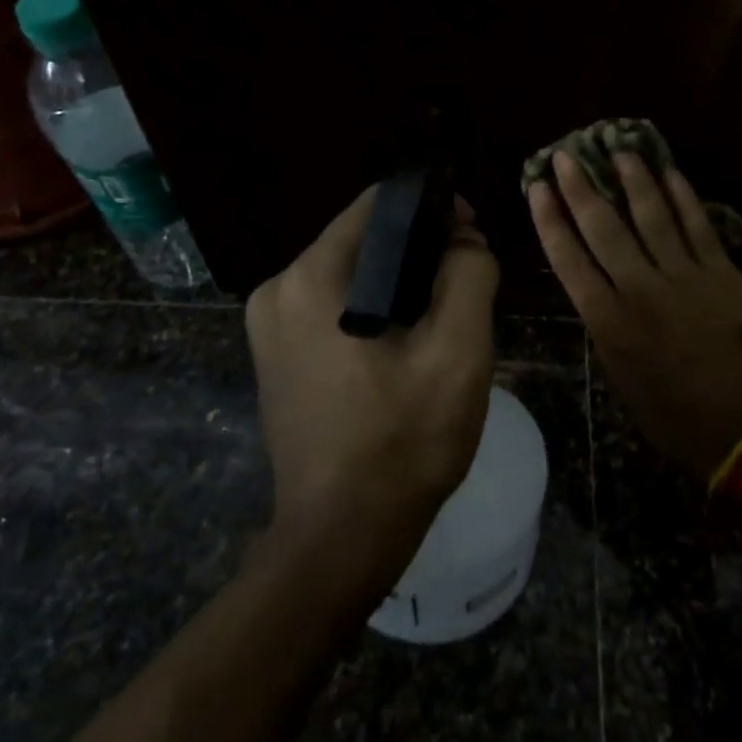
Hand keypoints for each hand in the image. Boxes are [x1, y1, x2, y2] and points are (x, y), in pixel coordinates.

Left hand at [247, 186, 500, 582]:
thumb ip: (469, 275)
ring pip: (350, 276)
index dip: (432, 208)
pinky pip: (333, 310)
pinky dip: (373, 311)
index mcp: (312, 278)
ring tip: (445, 315)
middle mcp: (277, 291)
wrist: (342, 536)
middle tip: (468, 280)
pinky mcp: (275, 358)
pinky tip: (407, 344)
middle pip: (362, 240)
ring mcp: (268, 328)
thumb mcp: (458, 352)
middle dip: (419, 250)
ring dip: (399, 283)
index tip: (473, 233)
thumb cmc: (404, 441)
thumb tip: (464, 238)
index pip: (378, 205)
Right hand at [530, 150, 741, 479]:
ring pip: (651, 216)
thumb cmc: (670, 413)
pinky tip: (669, 171)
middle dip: (581, 188)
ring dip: (633, 180)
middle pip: (604, 228)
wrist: (741, 426)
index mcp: (609, 321)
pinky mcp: (720, 273)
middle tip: (567, 155)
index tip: (538, 187)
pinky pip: (698, 226)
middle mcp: (641, 289)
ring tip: (618, 149)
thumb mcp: (619, 374)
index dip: (550, 219)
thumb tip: (596, 287)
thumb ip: (605, 325)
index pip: (569, 258)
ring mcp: (684, 277)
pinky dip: (682, 196)